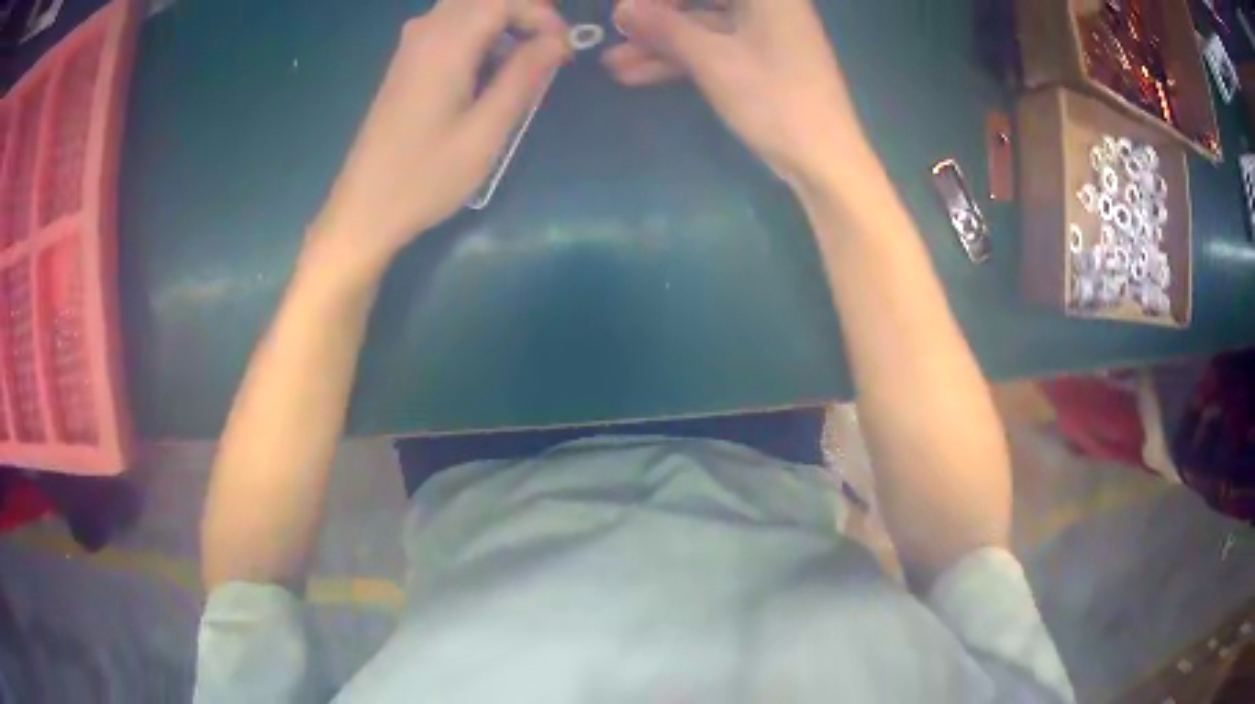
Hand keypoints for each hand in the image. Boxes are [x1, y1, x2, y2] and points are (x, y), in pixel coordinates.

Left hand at [311, 0, 571, 280]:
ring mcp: (410, 47)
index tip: (563, 51)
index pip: (503, 0)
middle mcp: (424, 33)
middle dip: (522, 14)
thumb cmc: (426, 177)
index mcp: (445, 44)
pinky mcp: (405, 64)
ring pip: (464, 9)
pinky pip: (448, 28)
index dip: (541, 15)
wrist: (364, 209)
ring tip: (524, 62)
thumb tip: (557, 42)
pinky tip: (487, 71)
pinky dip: (478, 36)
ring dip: (500, 24)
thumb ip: (523, 77)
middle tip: (549, 47)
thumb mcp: (486, 132)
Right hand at [603, 0, 868, 186]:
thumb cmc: (774, 99)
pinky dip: (681, 60)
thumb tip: (622, 7)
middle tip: (617, 32)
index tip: (624, 9)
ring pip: (703, 27)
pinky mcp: (760, 60)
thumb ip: (666, 28)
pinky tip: (638, 74)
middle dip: (657, 19)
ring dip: (661, 44)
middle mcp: (767, 5)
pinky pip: (713, 49)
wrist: (823, 159)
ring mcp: (764, 33)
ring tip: (614, 63)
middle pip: (702, 2)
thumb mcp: (713, 60)